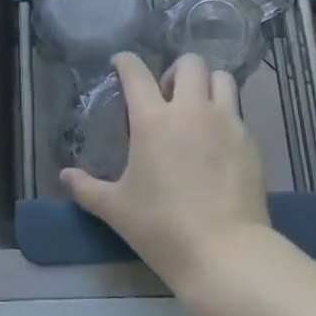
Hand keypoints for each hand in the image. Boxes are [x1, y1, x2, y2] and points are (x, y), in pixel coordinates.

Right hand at [61, 52, 271, 296]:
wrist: (225, 253)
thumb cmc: (162, 227)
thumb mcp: (116, 209)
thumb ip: (87, 188)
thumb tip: (65, 176)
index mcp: (153, 119)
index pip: (136, 72)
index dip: (125, 62)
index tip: (120, 64)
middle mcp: (191, 110)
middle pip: (189, 63)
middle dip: (175, 71)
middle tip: (167, 96)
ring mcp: (226, 122)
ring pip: (221, 78)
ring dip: (206, 85)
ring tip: (198, 109)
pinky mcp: (250, 141)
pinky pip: (237, 112)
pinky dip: (226, 116)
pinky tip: (218, 143)